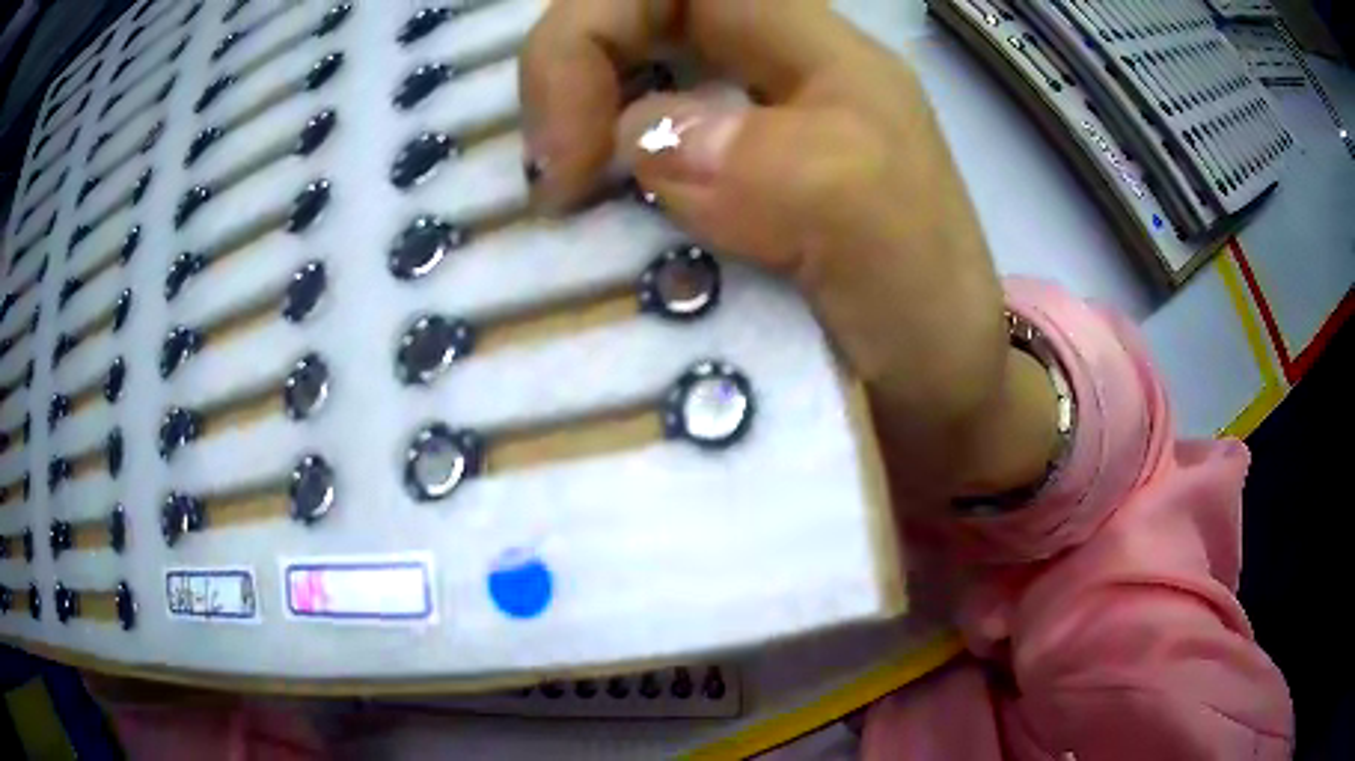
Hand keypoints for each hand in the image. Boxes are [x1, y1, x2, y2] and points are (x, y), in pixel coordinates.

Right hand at [520, 0, 1057, 504]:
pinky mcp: (715, 199)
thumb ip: (790, 169)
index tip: (571, 150)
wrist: (936, 407)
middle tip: (553, 184)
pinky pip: (624, 159)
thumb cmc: (929, 329)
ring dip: (564, 130)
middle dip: (564, 73)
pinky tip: (576, 233)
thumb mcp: (890, 240)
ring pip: (618, 85)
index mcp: (820, 57)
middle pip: (634, 19)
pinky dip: (584, 184)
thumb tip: (644, 141)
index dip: (596, 25)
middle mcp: (769, 81)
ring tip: (554, 210)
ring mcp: (737, 139)